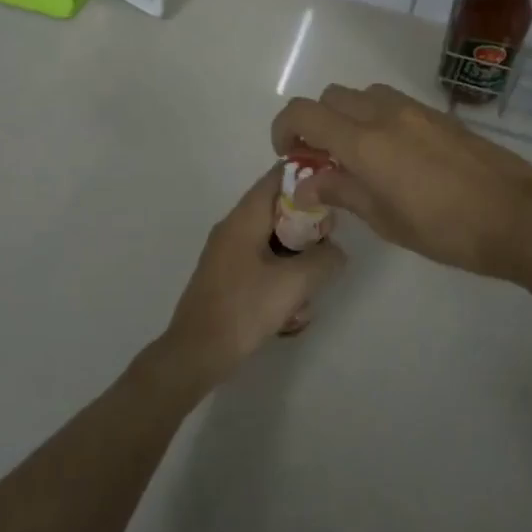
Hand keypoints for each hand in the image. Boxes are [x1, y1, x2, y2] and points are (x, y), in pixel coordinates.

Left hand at [156, 169, 346, 387]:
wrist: (196, 353)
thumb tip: (336, 251)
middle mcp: (234, 228)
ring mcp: (228, 254)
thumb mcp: (294, 283)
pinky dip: (281, 278)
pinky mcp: (228, 278)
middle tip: (327, 251)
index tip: (335, 191)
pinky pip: (262, 265)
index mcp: (244, 218)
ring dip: (297, 260)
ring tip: (309, 289)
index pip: (277, 177)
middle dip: (307, 228)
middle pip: (279, 210)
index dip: (307, 177)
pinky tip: (291, 312)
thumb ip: (324, 259)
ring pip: (273, 241)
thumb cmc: (244, 309)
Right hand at [270, 83, 531, 288]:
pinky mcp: (440, 115)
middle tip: (323, 159)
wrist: (519, 216)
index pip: (304, 113)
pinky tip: (396, 156)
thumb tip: (308, 184)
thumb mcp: (386, 220)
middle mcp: (385, 114)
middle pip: (331, 97)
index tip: (289, 155)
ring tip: (360, 156)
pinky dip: (378, 118)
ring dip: (349, 116)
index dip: (284, 128)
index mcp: (365, 142)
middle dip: (316, 122)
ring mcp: (416, 110)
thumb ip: (342, 193)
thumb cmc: (447, 229)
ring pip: (364, 94)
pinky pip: (394, 103)